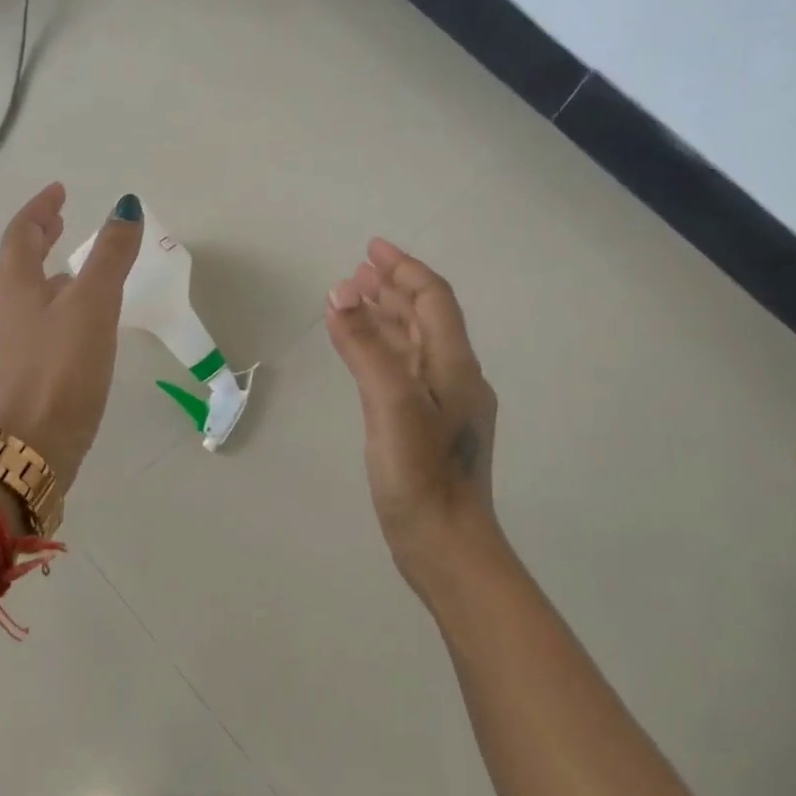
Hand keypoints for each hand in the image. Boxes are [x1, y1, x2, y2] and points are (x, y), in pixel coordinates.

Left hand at [0, 184, 143, 488]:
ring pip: (19, 298)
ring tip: (72, 276)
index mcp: (10, 284)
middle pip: (15, 263)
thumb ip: (111, 255)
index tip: (60, 191)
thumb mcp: (94, 304)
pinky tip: (67, 331)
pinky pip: (23, 328)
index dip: (42, 208)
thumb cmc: (61, 368)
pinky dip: (44, 313)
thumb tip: (126, 207)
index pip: (21, 231)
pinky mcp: (5, 378)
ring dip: (43, 278)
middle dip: (39, 240)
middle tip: (61, 223)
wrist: (29, 447)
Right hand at [325, 238, 501, 596]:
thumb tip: (340, 291)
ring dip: (386, 318)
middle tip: (358, 271)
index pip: (433, 300)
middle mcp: (455, 378)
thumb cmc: (421, 475)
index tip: (371, 248)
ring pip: (414, 345)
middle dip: (393, 289)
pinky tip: (364, 354)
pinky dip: (382, 351)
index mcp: (455, 366)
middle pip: (426, 318)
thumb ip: (365, 347)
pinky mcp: (427, 429)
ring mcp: (443, 406)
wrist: (446, 546)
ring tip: (355, 300)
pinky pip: (404, 371)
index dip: (404, 269)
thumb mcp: (390, 404)